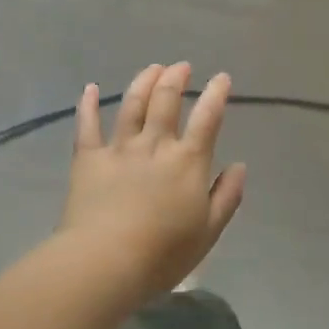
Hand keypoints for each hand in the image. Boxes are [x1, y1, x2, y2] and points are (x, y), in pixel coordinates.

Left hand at [62, 62, 247, 298]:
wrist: (106, 261)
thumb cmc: (164, 253)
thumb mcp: (209, 231)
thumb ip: (227, 196)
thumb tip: (240, 166)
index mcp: (188, 161)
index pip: (207, 118)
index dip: (216, 94)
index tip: (222, 78)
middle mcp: (155, 145)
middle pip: (166, 101)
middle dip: (176, 78)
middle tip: (181, 67)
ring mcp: (119, 149)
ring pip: (132, 105)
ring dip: (144, 82)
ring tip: (153, 68)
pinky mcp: (88, 159)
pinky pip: (87, 126)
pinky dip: (89, 105)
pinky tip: (91, 88)